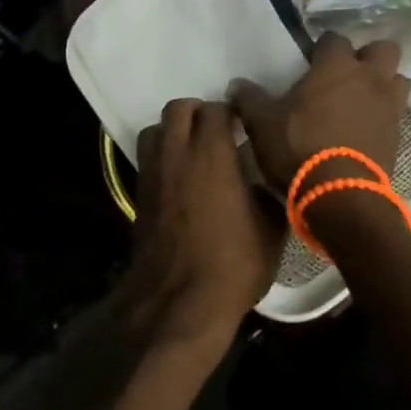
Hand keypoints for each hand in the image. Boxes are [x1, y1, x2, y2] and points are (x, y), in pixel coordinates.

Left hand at [125, 99, 286, 353]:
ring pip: (155, 130)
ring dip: (173, 132)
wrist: (179, 301)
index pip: (216, 109)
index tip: (244, 126)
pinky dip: (162, 157)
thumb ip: (267, 193)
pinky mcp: (138, 194)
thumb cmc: (233, 263)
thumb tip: (262, 184)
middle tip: (217, 132)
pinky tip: (180, 179)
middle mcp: (177, 153)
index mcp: (212, 153)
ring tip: (193, 151)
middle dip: (198, 112)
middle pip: (178, 108)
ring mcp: (153, 172)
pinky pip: (147, 159)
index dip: (231, 113)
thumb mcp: (271, 229)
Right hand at [230, 32, 407, 193]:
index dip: (322, 47)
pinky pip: (395, 114)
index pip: (334, 39)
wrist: (341, 195)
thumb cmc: (299, 148)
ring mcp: (389, 107)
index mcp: (336, 66)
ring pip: (396, 80)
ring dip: (382, 85)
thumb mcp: (262, 123)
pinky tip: (364, 129)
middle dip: (367, 57)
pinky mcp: (398, 136)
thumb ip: (249, 99)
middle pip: (383, 49)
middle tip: (345, 74)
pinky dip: (382, 116)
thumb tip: (236, 85)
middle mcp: (369, 79)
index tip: (310, 61)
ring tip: (360, 100)